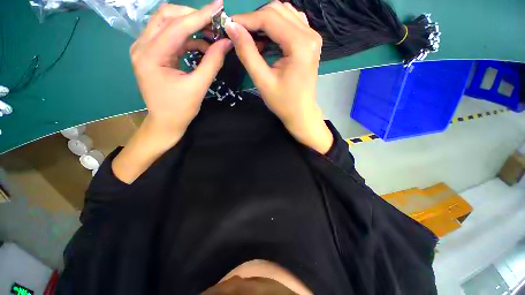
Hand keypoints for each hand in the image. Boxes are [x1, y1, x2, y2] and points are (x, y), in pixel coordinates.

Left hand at [113, 0, 231, 183]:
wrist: (166, 122)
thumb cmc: (180, 109)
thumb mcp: (198, 86)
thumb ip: (212, 62)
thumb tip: (226, 42)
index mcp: (150, 56)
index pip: (177, 26)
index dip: (200, 15)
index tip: (219, 6)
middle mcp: (142, 46)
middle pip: (166, 16)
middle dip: (192, 16)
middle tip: (214, 24)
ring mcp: (145, 49)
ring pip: (167, 23)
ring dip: (190, 26)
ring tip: (211, 36)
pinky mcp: (151, 54)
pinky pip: (169, 37)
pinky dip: (187, 38)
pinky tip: (202, 46)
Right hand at [225, 2, 332, 153]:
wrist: (301, 113)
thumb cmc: (283, 102)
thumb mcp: (262, 81)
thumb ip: (247, 53)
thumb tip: (231, 27)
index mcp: (300, 45)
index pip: (269, 18)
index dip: (246, 19)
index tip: (229, 26)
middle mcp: (310, 34)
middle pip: (278, 10)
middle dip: (255, 19)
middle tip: (240, 35)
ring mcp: (312, 36)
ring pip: (284, 13)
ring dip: (265, 21)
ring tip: (253, 39)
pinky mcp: (310, 42)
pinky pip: (291, 22)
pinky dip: (276, 26)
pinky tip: (268, 39)